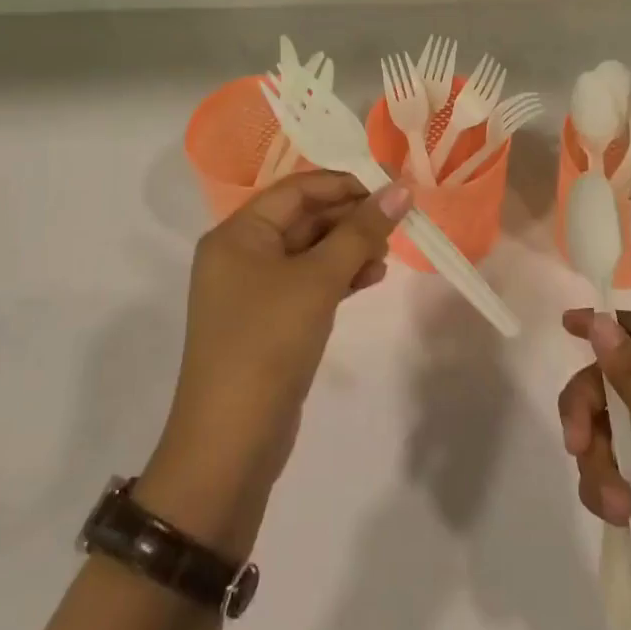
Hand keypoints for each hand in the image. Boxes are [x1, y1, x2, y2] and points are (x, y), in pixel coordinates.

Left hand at [141, 172, 410, 556]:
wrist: (229, 445)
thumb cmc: (268, 343)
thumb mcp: (318, 281)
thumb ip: (360, 231)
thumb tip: (401, 188)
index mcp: (238, 233)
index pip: (297, 189)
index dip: (345, 184)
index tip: (392, 187)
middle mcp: (240, 254)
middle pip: (303, 218)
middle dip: (351, 218)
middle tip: (397, 223)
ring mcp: (253, 290)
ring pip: (309, 251)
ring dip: (349, 247)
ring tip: (388, 254)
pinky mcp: (269, 321)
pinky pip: (308, 283)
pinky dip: (339, 277)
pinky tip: (371, 278)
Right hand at [557, 309, 630, 629]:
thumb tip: (600, 319)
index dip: (610, 328)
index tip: (567, 324)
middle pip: (613, 385)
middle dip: (588, 410)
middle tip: (575, 437)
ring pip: (603, 431)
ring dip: (598, 462)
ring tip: (616, 501)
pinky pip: (607, 471)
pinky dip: (605, 490)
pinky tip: (620, 515)